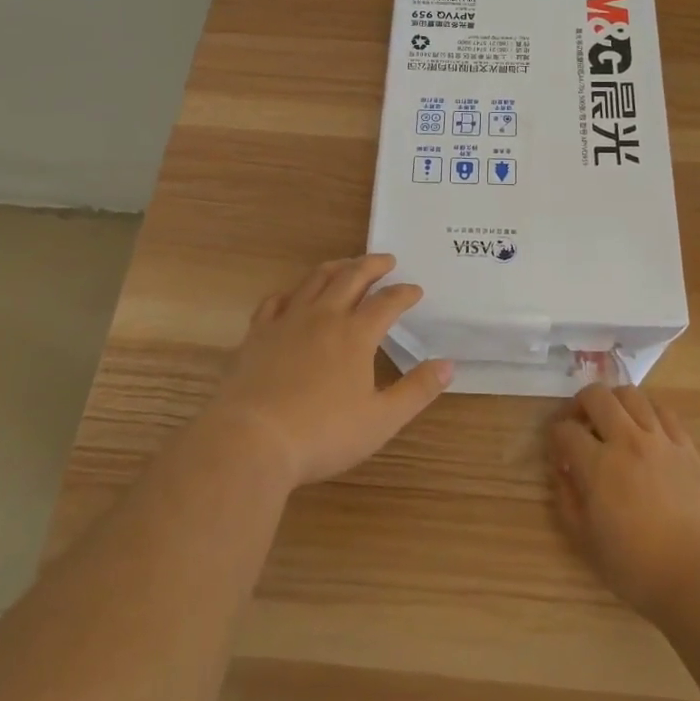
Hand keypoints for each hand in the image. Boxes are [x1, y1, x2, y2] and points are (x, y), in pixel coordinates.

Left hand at [212, 254, 452, 488]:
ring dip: (336, 267)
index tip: (416, 290)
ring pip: (315, 280)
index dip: (404, 293)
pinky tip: (294, 296)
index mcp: (356, 334)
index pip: (387, 302)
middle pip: (351, 277)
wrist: (251, 440)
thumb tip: (448, 365)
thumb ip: (417, 390)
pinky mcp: (257, 334)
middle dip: (372, 265)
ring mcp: (287, 321)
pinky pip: (276, 300)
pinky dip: (292, 292)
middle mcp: (324, 317)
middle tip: (387, 260)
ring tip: (347, 265)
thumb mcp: (381, 420)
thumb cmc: (322, 434)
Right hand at [548, 383, 699, 617]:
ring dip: (614, 402)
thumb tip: (561, 470)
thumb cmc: (637, 568)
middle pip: (596, 396)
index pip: (565, 430)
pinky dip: (647, 411)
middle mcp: (627, 441)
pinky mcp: (687, 447)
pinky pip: (664, 411)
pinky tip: (644, 429)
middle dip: (579, 404)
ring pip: (631, 395)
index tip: (557, 450)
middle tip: (578, 424)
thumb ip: (567, 499)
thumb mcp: (586, 542)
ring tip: (611, 422)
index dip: (554, 436)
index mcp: (598, 465)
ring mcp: (660, 440)